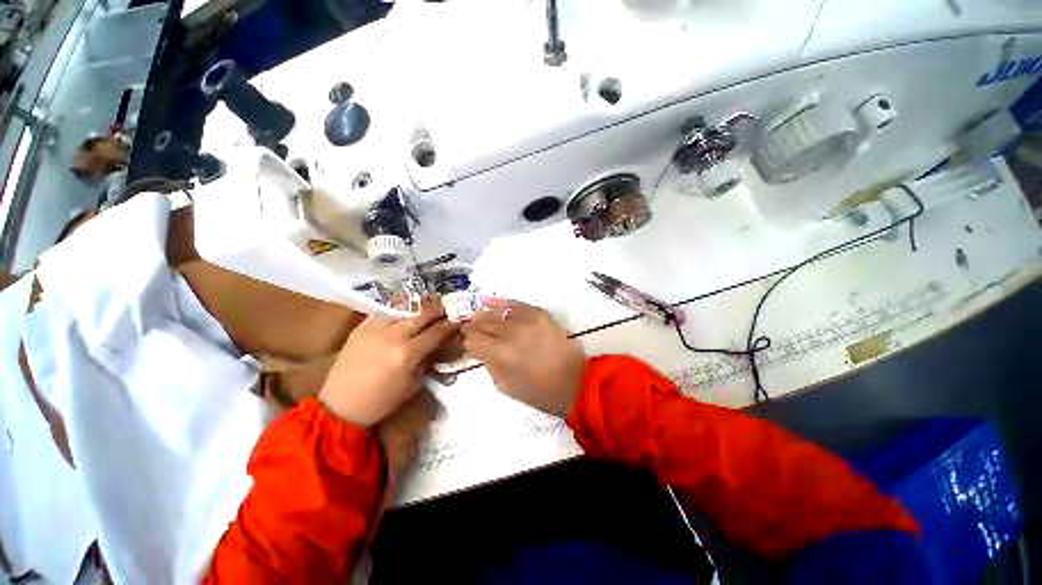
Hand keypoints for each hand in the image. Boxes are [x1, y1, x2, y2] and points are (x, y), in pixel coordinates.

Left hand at [319, 296, 457, 425]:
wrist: (340, 405)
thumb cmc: (380, 401)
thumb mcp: (411, 386)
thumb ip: (425, 363)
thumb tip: (433, 348)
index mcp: (407, 354)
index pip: (435, 333)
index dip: (449, 325)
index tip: (457, 320)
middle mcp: (393, 336)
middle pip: (421, 314)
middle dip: (436, 309)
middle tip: (445, 307)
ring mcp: (375, 329)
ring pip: (402, 309)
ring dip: (418, 305)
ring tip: (426, 303)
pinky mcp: (360, 328)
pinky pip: (382, 312)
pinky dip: (396, 309)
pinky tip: (402, 309)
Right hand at [461, 299, 585, 415]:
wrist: (576, 381)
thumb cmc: (539, 392)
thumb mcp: (505, 386)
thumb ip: (489, 364)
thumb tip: (480, 350)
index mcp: (500, 354)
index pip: (472, 339)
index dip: (468, 342)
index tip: (470, 346)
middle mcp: (511, 333)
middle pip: (483, 323)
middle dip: (474, 327)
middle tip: (471, 330)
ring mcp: (527, 320)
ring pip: (497, 313)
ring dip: (485, 316)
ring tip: (478, 318)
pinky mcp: (540, 314)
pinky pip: (515, 304)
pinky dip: (501, 303)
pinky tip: (488, 301)